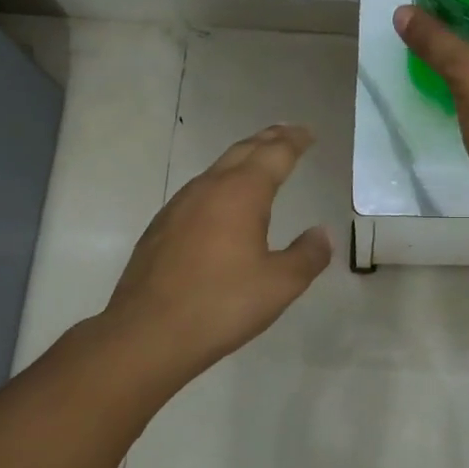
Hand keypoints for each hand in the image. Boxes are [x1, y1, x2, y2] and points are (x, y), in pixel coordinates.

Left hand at [99, 124, 332, 391]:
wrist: (146, 334)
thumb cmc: (221, 305)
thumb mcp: (280, 285)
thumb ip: (307, 255)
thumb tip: (322, 233)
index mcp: (242, 193)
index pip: (275, 153)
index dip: (294, 141)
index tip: (308, 133)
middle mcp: (209, 189)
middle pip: (243, 151)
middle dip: (268, 139)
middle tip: (287, 133)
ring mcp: (179, 206)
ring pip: (217, 169)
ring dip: (242, 159)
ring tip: (259, 160)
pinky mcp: (161, 227)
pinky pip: (199, 190)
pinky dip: (221, 183)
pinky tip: (221, 202)